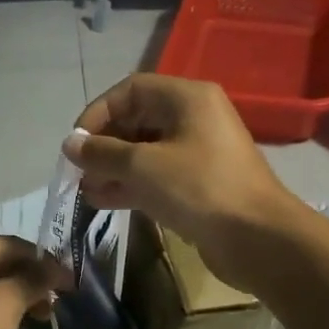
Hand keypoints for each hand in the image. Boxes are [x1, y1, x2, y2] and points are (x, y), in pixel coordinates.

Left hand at [0, 235, 71, 328]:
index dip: (45, 262)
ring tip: (40, 322)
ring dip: (16, 303)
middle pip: (0, 266)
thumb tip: (55, 269)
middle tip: (54, 306)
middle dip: (31, 283)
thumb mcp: (7, 302)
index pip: (14, 244)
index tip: (70, 284)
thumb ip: (34, 282)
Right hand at [67, 73, 300, 288]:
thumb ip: (102, 153)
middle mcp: (193, 118)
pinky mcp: (198, 183)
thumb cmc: (199, 188)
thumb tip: (70, 144)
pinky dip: (130, 185)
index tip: (76, 143)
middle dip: (104, 145)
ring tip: (85, 190)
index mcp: (186, 98)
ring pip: (144, 151)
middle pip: (136, 120)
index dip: (98, 113)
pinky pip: (156, 175)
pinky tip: (102, 201)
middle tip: (79, 171)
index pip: (130, 90)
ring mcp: (197, 152)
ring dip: (113, 168)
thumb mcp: (143, 166)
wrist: (258, 238)